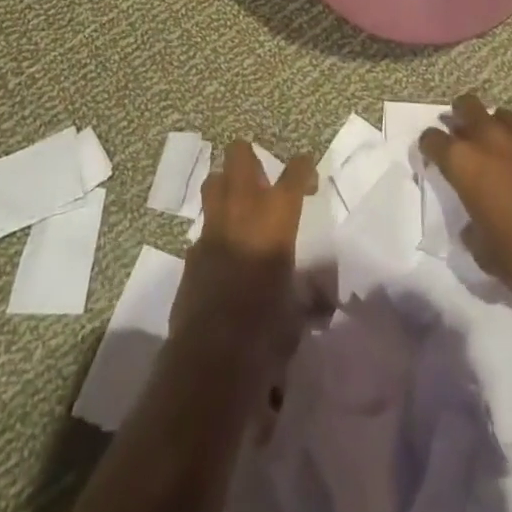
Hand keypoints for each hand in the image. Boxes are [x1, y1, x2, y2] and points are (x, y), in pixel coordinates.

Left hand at [170, 142, 315, 412]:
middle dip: (250, 158)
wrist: (211, 356)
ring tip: (239, 207)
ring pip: (213, 181)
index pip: (294, 172)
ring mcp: (212, 228)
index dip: (303, 168)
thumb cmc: (266, 329)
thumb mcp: (297, 309)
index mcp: (276, 217)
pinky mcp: (191, 252)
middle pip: (239, 155)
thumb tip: (320, 301)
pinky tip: (223, 257)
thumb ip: (308, 295)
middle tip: (262, 181)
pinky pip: (204, 228)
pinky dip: (215, 233)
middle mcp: (242, 210)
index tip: (308, 181)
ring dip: (226, 186)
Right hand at [418, 94, 511, 297]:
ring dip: (495, 127)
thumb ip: (475, 238)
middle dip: (460, 118)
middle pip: (465, 106)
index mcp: (464, 162)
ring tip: (501, 151)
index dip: (429, 148)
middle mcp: (490, 138)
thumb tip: (475, 228)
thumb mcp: (491, 259)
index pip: (431, 139)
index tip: (433, 160)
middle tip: (464, 140)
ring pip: (501, 114)